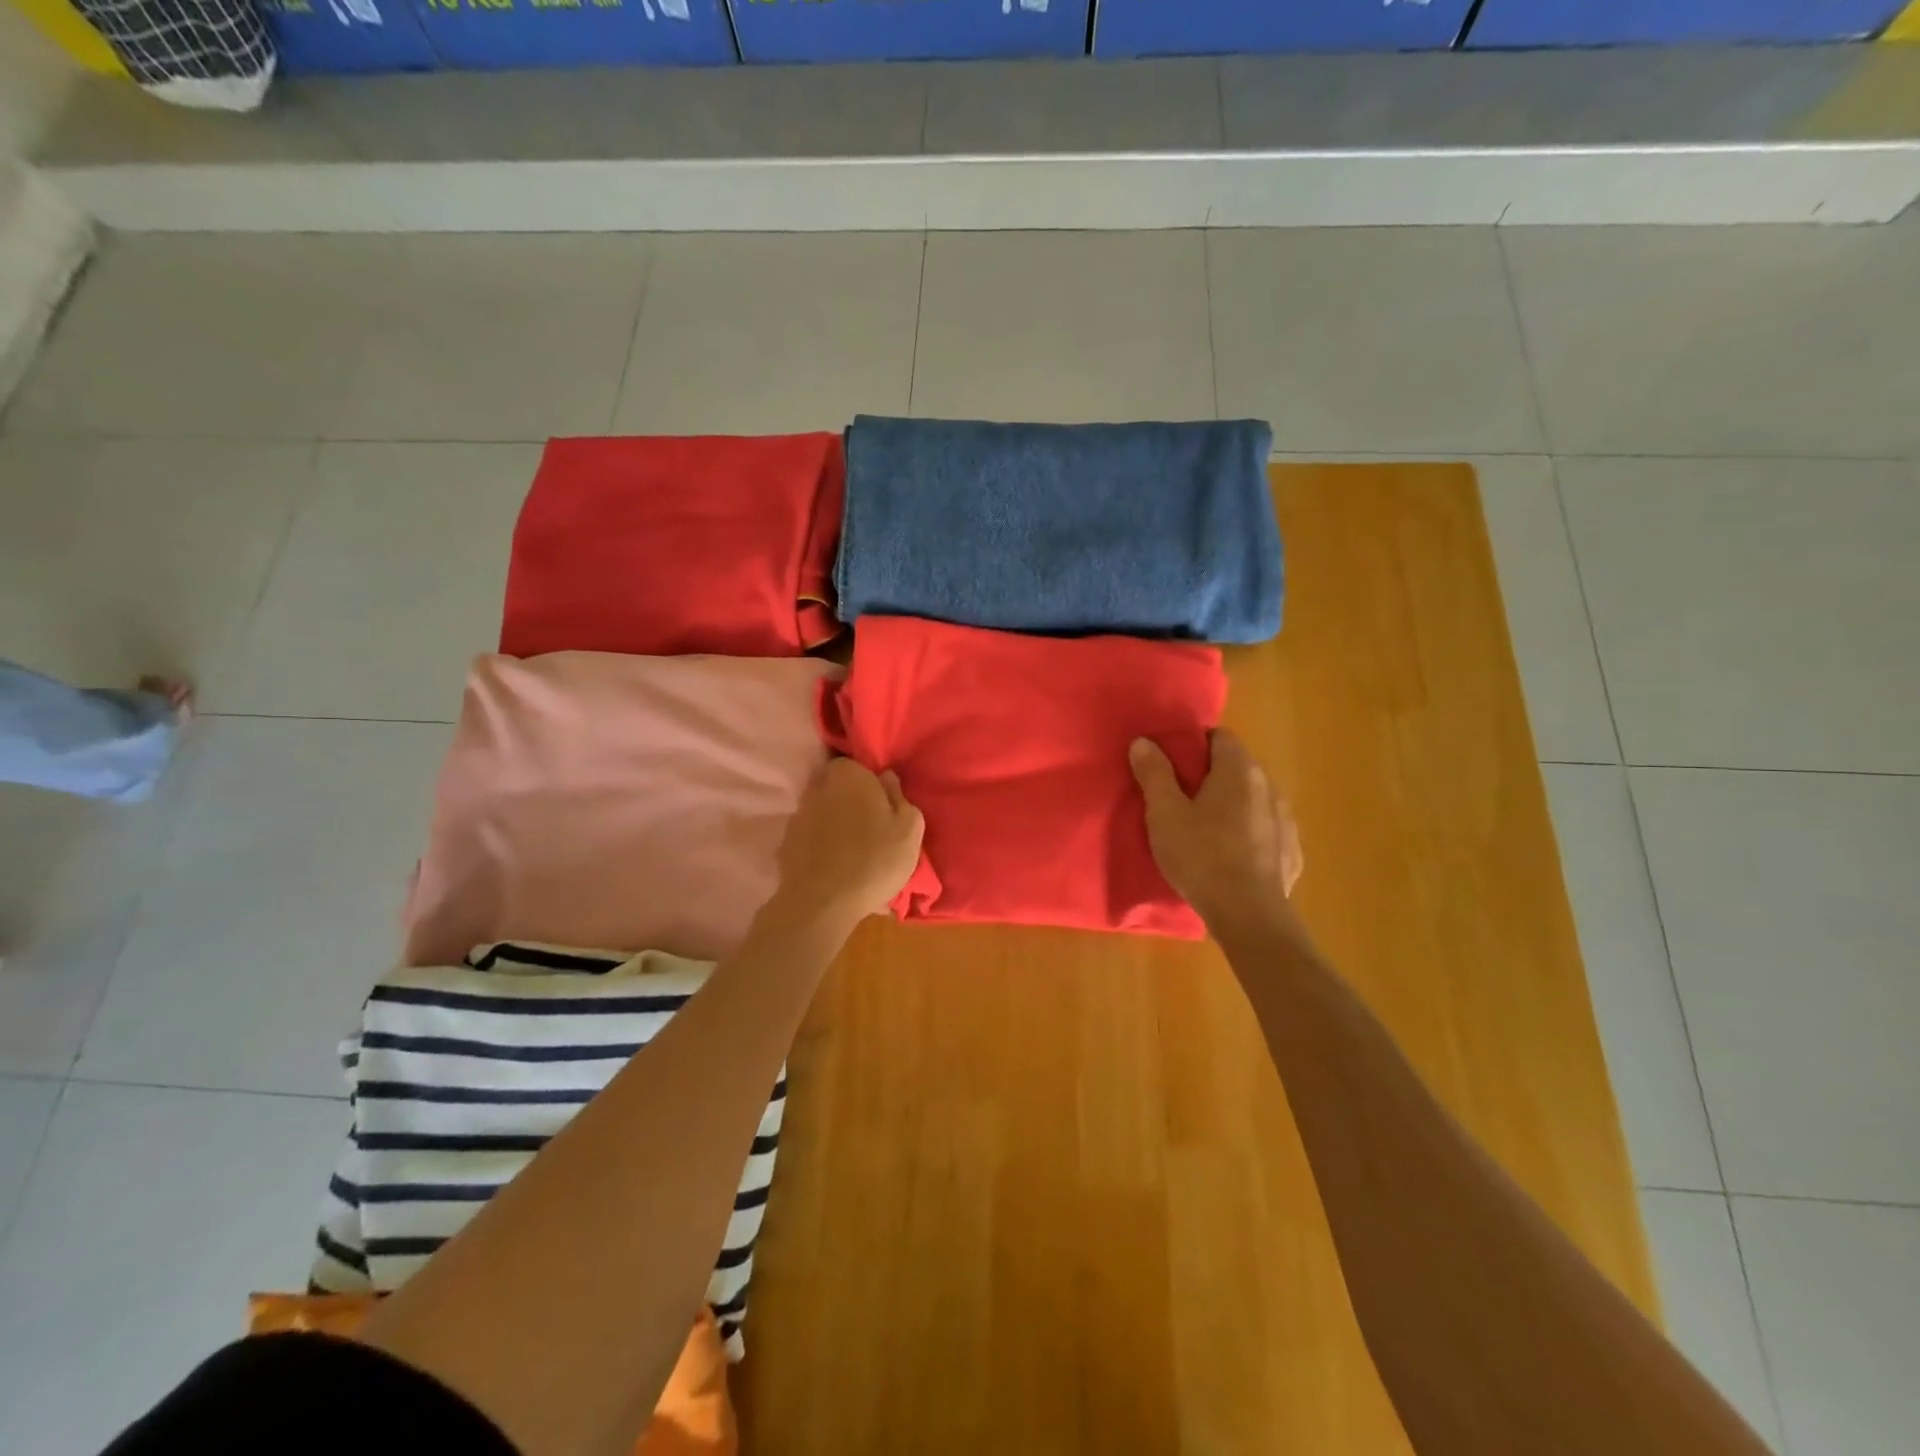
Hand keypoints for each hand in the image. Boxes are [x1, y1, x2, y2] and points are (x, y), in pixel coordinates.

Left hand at [775, 757, 925, 927]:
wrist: (822, 903)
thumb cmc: (874, 859)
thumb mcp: (909, 829)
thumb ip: (900, 797)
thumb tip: (886, 778)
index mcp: (849, 776)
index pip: (857, 765)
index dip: (870, 782)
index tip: (882, 804)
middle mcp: (818, 788)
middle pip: (837, 787)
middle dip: (851, 801)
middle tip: (871, 827)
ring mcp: (798, 816)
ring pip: (823, 812)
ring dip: (835, 824)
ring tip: (853, 852)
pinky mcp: (786, 844)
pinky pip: (811, 837)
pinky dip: (821, 846)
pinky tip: (835, 867)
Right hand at [1129, 728, 1302, 930]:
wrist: (1249, 915)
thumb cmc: (1201, 856)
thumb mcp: (1164, 814)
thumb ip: (1154, 774)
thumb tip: (1144, 742)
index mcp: (1239, 771)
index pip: (1220, 736)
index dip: (1194, 743)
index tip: (1171, 762)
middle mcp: (1269, 787)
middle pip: (1237, 767)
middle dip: (1209, 775)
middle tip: (1178, 796)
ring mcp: (1285, 820)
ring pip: (1252, 800)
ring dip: (1230, 805)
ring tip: (1203, 829)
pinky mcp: (1291, 852)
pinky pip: (1264, 831)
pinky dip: (1247, 834)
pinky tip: (1229, 856)